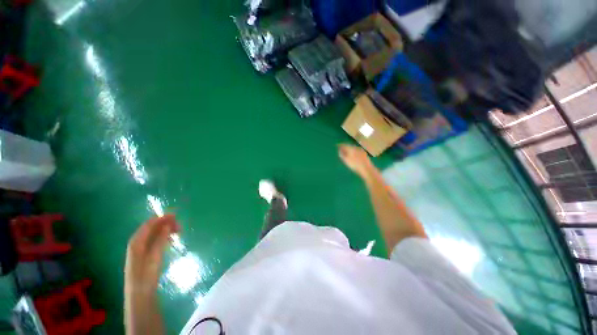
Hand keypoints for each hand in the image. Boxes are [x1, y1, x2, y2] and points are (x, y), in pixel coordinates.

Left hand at [125, 214, 178, 295]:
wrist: (139, 296)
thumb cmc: (146, 276)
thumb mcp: (155, 257)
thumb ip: (160, 239)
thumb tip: (167, 224)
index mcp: (136, 242)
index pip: (149, 224)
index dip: (162, 218)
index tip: (176, 215)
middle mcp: (136, 243)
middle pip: (151, 228)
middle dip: (165, 224)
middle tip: (180, 226)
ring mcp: (140, 249)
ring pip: (153, 234)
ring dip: (165, 230)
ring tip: (178, 231)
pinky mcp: (144, 255)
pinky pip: (154, 240)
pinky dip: (163, 237)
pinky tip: (171, 239)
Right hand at [339, 144, 373, 177]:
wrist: (367, 169)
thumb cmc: (355, 165)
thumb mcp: (346, 160)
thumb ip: (342, 154)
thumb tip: (339, 150)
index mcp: (351, 148)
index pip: (344, 145)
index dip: (340, 145)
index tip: (337, 145)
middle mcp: (356, 147)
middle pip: (349, 145)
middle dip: (345, 147)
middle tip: (341, 148)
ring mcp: (361, 150)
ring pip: (353, 148)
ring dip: (350, 149)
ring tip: (347, 152)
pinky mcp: (364, 154)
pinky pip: (357, 151)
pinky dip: (354, 152)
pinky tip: (354, 155)